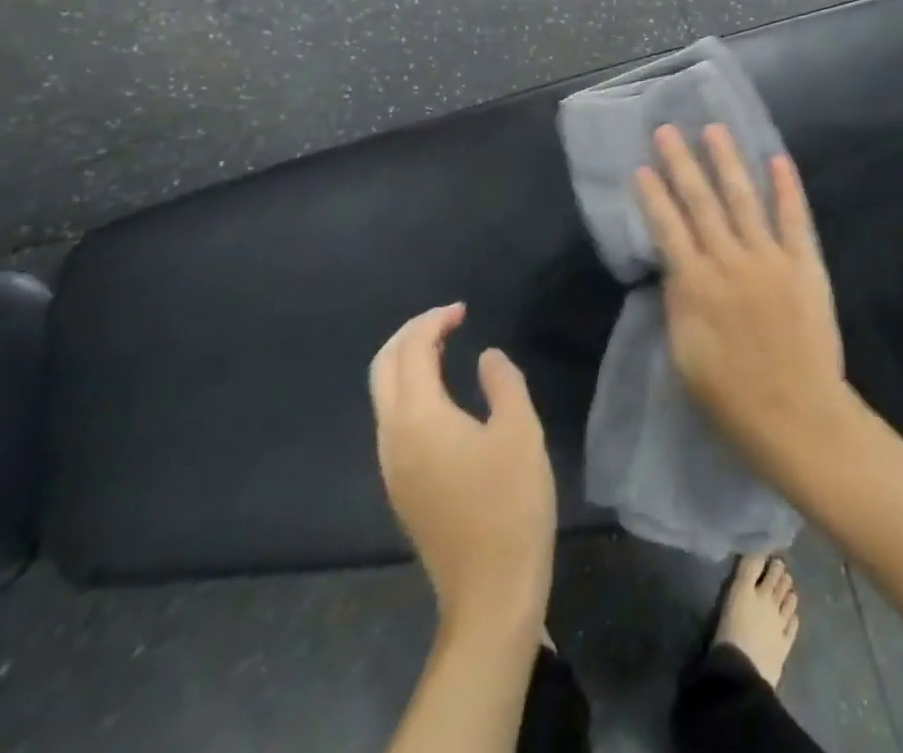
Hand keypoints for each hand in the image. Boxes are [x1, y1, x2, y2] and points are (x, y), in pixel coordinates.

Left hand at [369, 304, 555, 636]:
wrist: (491, 592)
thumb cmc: (510, 504)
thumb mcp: (520, 431)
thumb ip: (503, 382)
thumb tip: (486, 357)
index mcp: (418, 419)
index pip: (411, 351)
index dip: (433, 322)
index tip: (463, 310)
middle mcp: (393, 439)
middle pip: (382, 370)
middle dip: (409, 335)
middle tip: (447, 320)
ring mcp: (392, 468)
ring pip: (384, 397)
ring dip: (407, 362)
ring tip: (446, 348)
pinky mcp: (402, 488)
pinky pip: (394, 421)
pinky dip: (411, 391)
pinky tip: (443, 396)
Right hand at [636, 125, 849, 473]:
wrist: (797, 417)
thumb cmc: (730, 398)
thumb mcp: (684, 355)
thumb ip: (678, 303)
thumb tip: (672, 266)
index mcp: (696, 285)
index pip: (667, 228)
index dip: (653, 195)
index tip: (641, 166)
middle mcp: (729, 261)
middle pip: (701, 202)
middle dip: (682, 164)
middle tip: (668, 130)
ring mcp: (770, 259)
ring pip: (744, 198)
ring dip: (727, 161)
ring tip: (715, 129)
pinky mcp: (804, 264)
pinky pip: (793, 218)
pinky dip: (785, 187)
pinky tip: (776, 158)